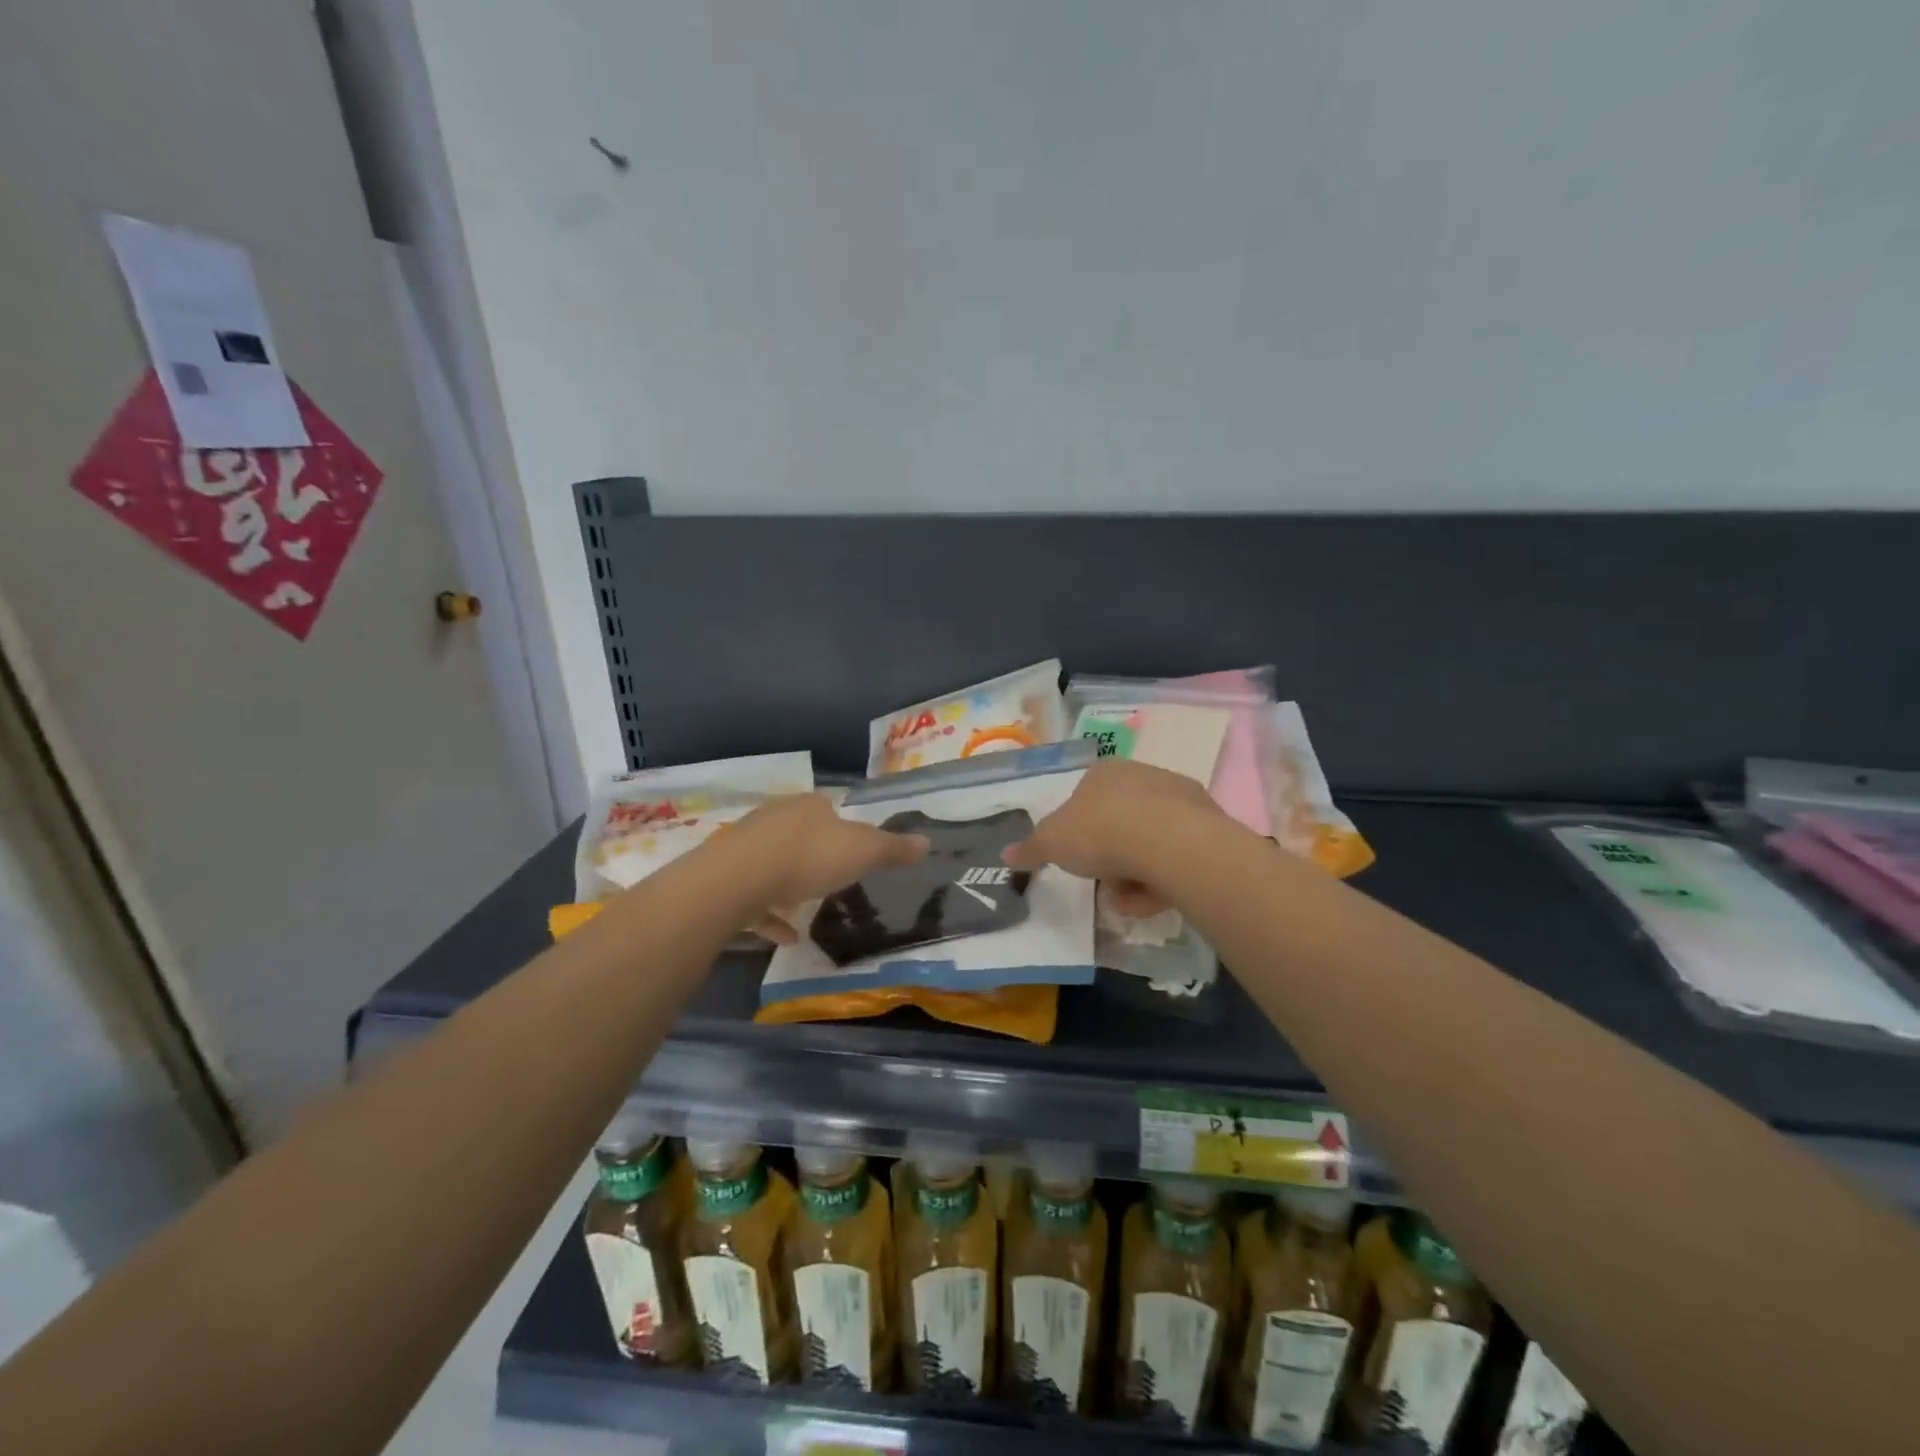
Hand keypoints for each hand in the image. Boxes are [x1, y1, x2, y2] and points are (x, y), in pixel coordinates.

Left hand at [730, 793, 928, 943]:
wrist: (738, 878)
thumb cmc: (809, 857)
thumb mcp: (863, 852)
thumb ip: (893, 849)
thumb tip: (927, 841)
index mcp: (808, 806)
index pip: (828, 809)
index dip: (843, 828)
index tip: (854, 852)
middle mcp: (775, 819)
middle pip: (799, 833)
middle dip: (815, 854)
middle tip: (832, 879)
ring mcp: (746, 847)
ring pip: (773, 863)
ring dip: (790, 886)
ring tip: (808, 910)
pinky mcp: (726, 877)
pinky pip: (754, 897)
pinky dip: (771, 916)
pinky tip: (786, 937)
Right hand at [1003, 759, 1223, 916]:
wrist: (1169, 842)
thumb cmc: (1101, 832)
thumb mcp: (1052, 843)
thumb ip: (1030, 848)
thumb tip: (1006, 854)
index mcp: (1104, 772)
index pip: (1084, 802)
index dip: (1078, 835)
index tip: (1080, 861)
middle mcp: (1142, 775)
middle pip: (1118, 825)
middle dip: (1109, 860)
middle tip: (1105, 885)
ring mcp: (1178, 797)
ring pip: (1148, 843)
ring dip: (1135, 875)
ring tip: (1132, 899)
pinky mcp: (1208, 822)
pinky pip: (1176, 854)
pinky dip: (1164, 877)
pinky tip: (1159, 896)